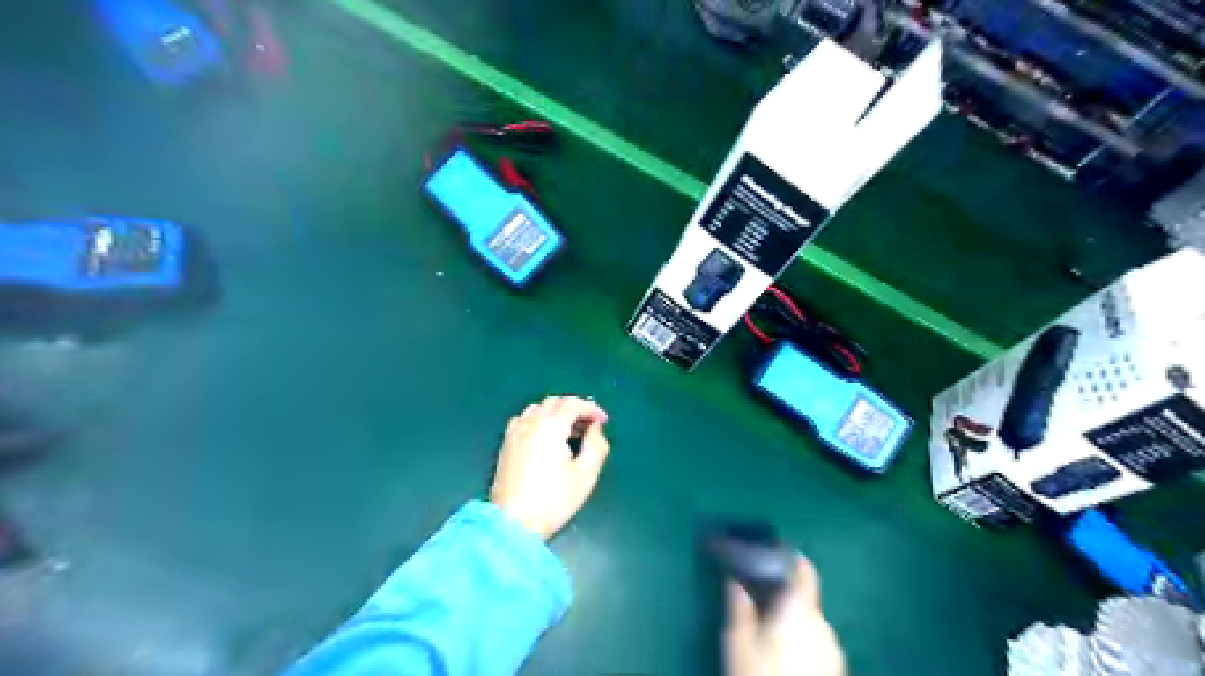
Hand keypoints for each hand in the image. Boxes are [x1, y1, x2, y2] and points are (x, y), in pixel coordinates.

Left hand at [490, 397, 613, 538]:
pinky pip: (525, 419)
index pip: (573, 404)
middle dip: (575, 408)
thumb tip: (596, 429)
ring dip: (556, 412)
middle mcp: (530, 423)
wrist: (513, 523)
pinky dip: (539, 419)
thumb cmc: (553, 501)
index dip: (591, 408)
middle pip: (555, 402)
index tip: (603, 421)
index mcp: (550, 427)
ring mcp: (515, 432)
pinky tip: (546, 437)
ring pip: (538, 408)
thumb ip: (596, 446)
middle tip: (589, 426)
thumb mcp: (585, 475)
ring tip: (570, 431)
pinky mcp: (506, 444)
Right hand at [723, 555, 845, 675]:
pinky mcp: (837, 671)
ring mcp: (834, 651)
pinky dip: (804, 643)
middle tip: (759, 607)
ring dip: (794, 624)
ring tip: (770, 637)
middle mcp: (823, 625)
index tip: (774, 554)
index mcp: (799, 611)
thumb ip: (739, 608)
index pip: (804, 572)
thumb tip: (735, 581)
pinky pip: (819, 645)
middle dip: (784, 600)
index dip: (792, 559)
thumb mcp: (738, 644)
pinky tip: (785, 659)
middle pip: (805, 600)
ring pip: (811, 625)